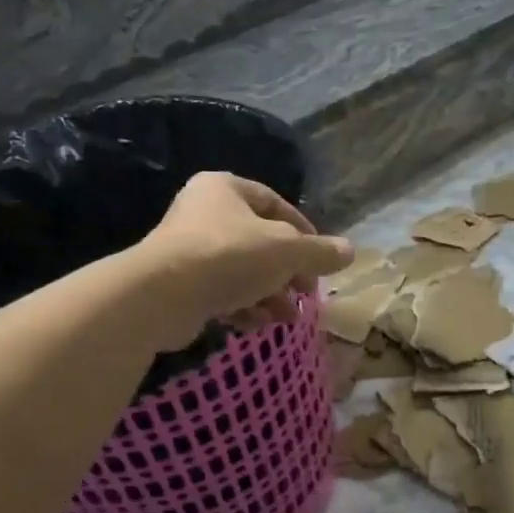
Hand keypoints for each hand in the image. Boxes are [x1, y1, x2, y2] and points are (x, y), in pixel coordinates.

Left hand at [137, 173, 352, 348]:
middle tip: (305, 292)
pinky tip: (256, 323)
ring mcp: (188, 249)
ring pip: (243, 271)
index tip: (320, 259)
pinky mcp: (179, 284)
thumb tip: (350, 251)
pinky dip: (242, 307)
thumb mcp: (287, 251)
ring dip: (269, 294)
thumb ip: (320, 252)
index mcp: (225, 189)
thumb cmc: (230, 256)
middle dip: (287, 272)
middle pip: (260, 241)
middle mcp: (203, 212)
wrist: (164, 295)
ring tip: (286, 317)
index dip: (304, 231)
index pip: (275, 204)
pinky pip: (221, 292)